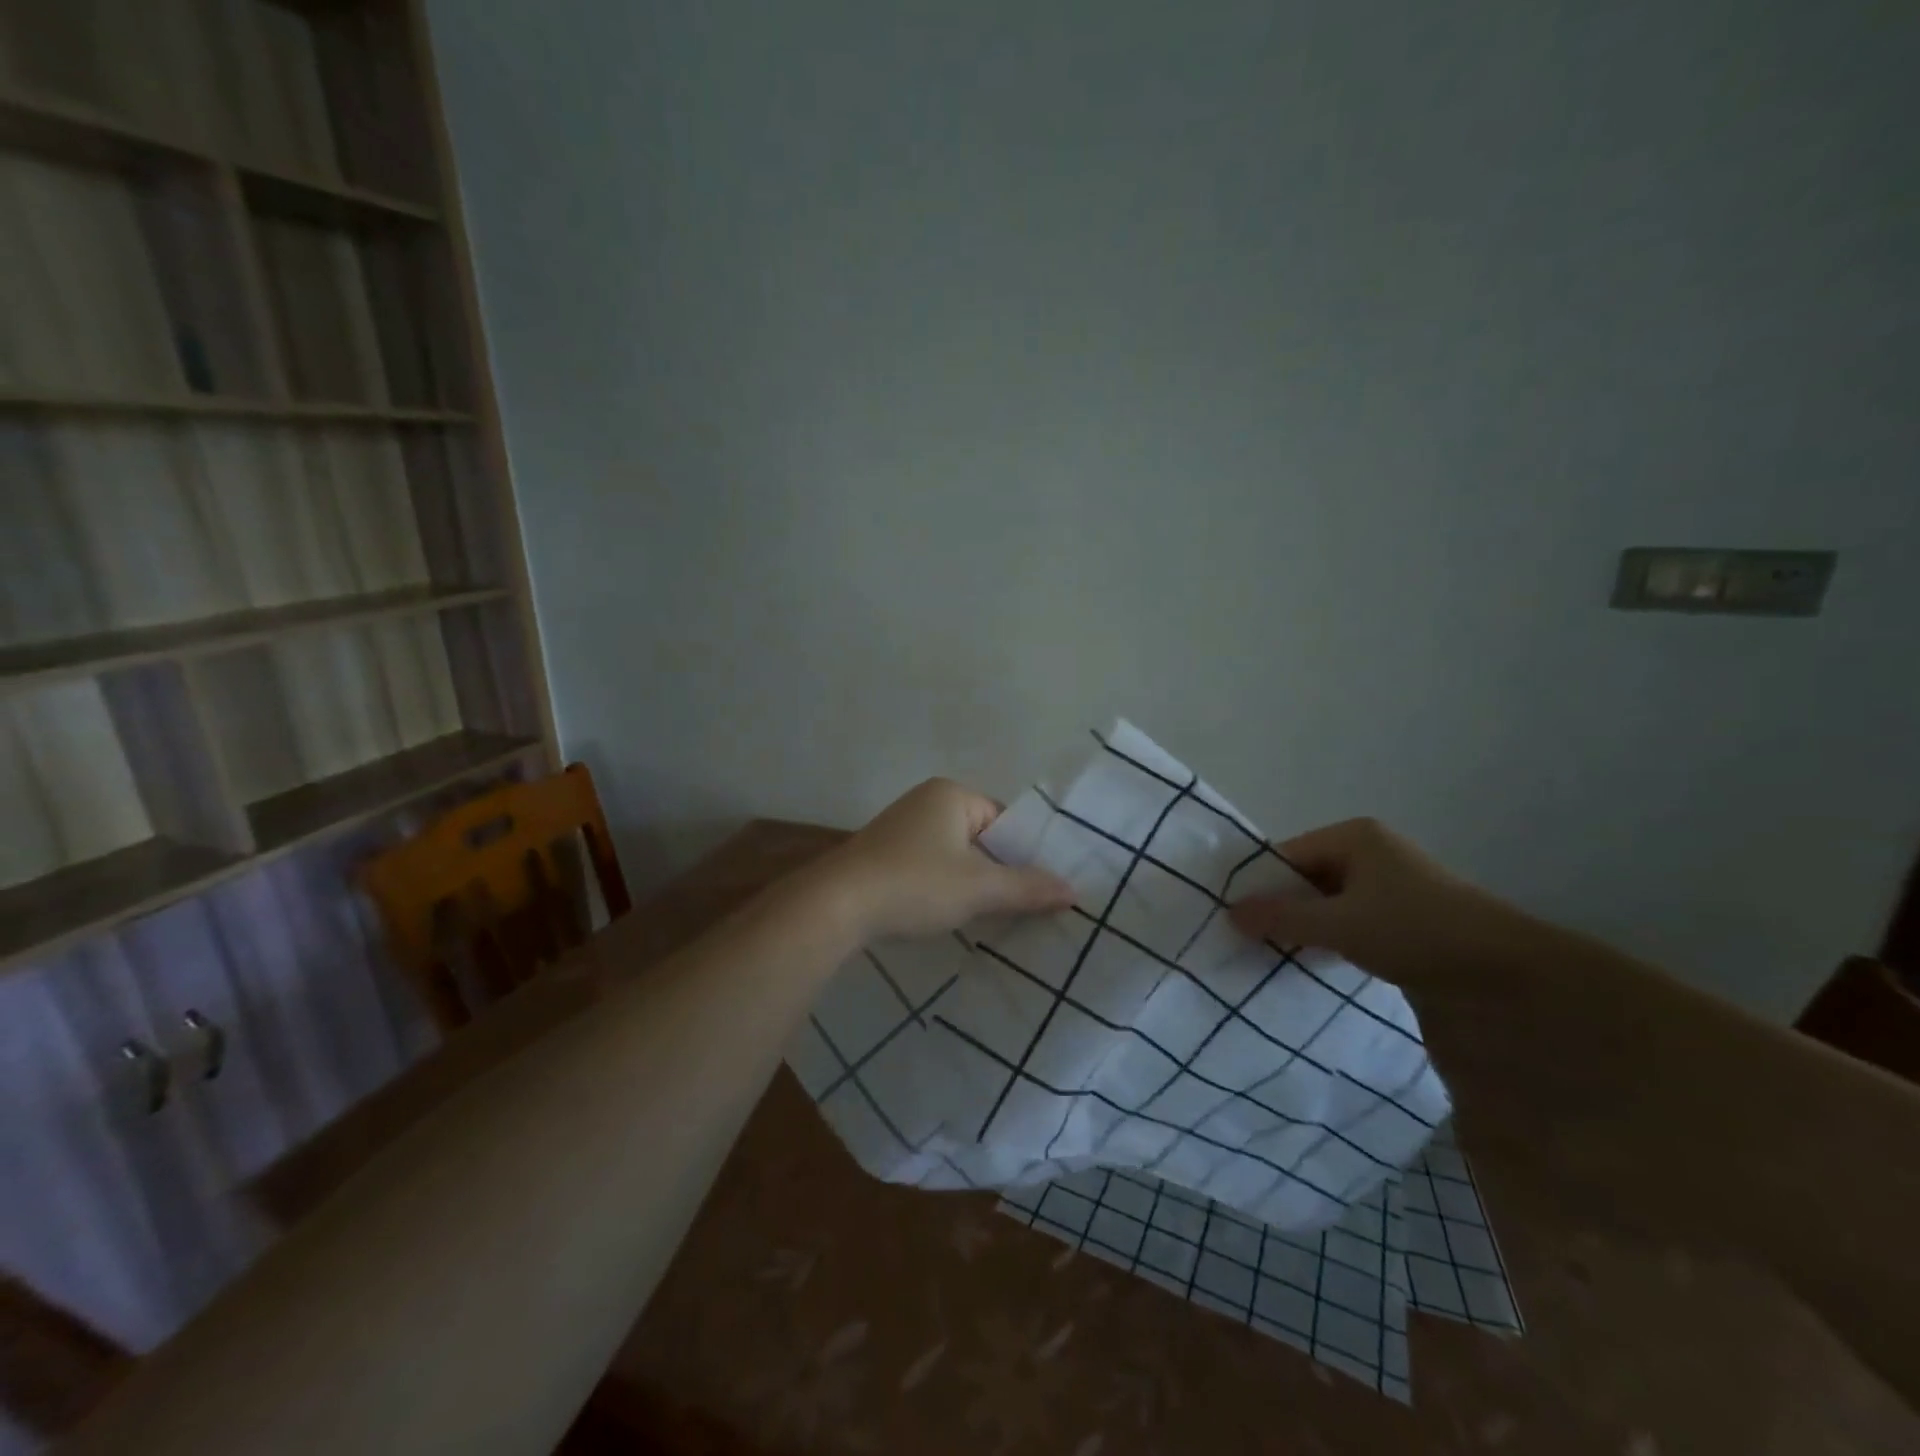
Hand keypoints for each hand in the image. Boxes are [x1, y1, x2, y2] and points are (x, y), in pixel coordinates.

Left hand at [824, 779, 1073, 941]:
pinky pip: (928, 866)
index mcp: (951, 794)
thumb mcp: (978, 888)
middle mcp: (925, 801)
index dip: (1023, 854)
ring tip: (987, 916)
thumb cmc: (915, 884)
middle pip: (980, 837)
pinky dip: (942, 887)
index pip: (1004, 820)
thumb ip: (1027, 888)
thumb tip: (1074, 892)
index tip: (1037, 889)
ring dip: (969, 883)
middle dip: (997, 870)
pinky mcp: (882, 854)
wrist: (837, 905)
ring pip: (953, 855)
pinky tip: (946, 915)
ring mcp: (900, 827)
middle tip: (1019, 907)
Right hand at [1229, 817, 1505, 987]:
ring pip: (1328, 903)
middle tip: (1251, 942)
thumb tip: (1229, 912)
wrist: (1507, 972)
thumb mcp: (1339, 924)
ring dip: (1306, 928)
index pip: (1287, 856)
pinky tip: (1316, 964)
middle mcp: (1370, 851)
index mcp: (1354, 837)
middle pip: (1306, 878)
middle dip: (1281, 909)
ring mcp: (1390, 884)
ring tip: (1277, 956)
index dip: (1260, 887)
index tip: (1235, 921)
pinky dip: (1332, 940)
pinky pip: (1351, 921)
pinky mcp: (1404, 916)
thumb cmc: (1414, 930)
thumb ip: (1282, 917)